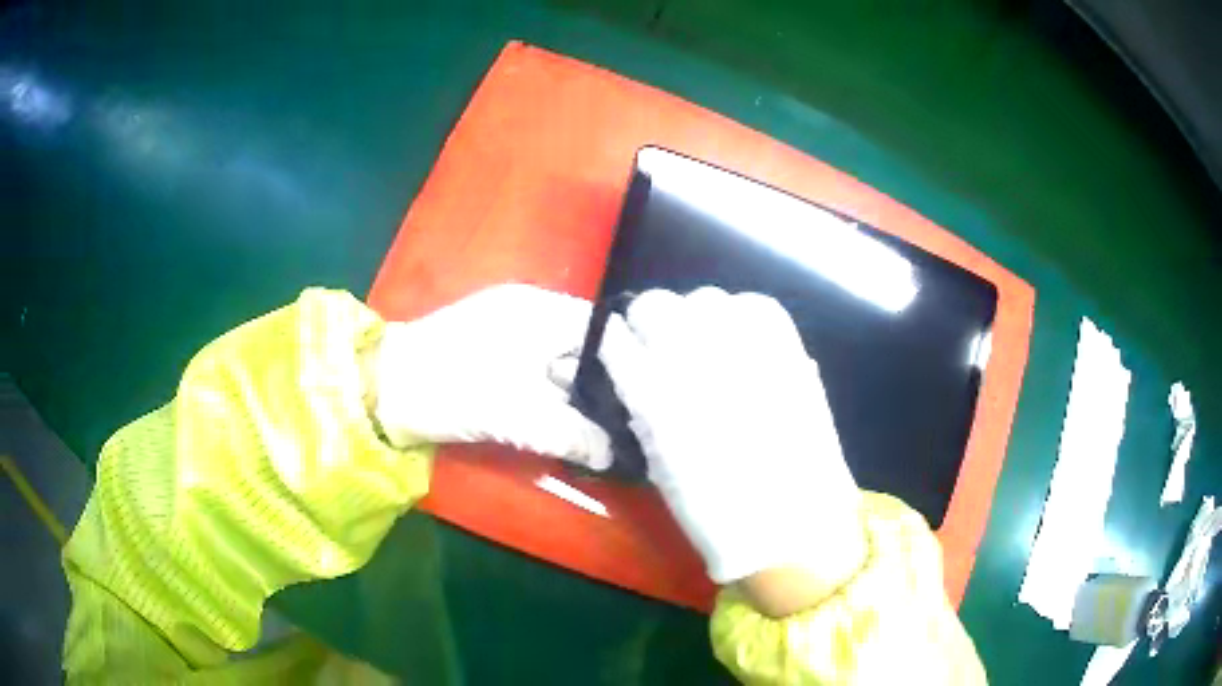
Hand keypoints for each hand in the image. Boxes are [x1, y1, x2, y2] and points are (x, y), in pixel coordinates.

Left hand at [372, 284, 611, 469]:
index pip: (605, 329)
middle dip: (605, 387)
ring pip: (560, 367)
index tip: (649, 398)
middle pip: (584, 349)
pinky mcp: (493, 361)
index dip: (631, 361)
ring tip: (608, 433)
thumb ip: (573, 433)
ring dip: (578, 399)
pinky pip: (538, 379)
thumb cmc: (452, 388)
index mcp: (541, 311)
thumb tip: (614, 454)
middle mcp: (531, 315)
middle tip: (632, 424)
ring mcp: (510, 337)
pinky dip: (553, 403)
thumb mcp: (518, 413)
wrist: (383, 390)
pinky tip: (569, 430)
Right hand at [599, 287, 866, 603]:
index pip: (615, 338)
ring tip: (706, 348)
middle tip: (659, 348)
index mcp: (654, 394)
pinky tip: (743, 343)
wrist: (791, 523)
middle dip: (648, 323)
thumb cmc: (715, 509)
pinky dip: (741, 317)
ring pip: (704, 299)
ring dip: (695, 319)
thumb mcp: (657, 463)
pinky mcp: (787, 348)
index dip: (613, 342)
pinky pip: (755, 307)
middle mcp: (695, 358)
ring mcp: (745, 347)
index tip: (618, 350)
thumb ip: (642, 410)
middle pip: (655, 305)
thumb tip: (635, 372)